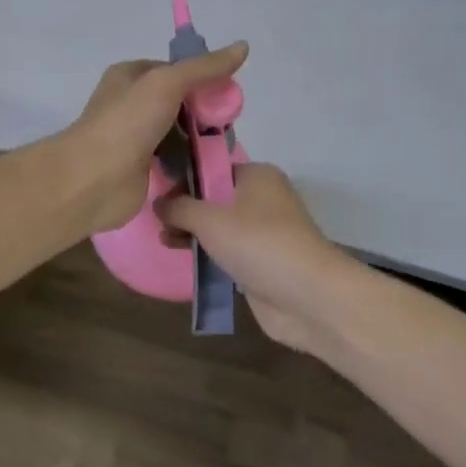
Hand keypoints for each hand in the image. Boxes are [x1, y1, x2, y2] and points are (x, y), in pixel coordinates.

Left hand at [61, 43, 248, 234]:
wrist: (94, 178)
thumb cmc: (127, 122)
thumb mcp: (167, 83)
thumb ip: (204, 67)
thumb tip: (243, 46)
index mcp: (129, 76)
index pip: (174, 69)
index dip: (201, 77)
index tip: (228, 92)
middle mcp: (129, 103)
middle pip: (177, 101)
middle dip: (202, 111)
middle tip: (229, 124)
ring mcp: (134, 137)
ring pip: (176, 131)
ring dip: (198, 138)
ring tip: (225, 146)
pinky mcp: (140, 168)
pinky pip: (172, 159)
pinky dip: (188, 162)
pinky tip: (209, 167)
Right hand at [158, 162, 353, 352]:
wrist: (309, 297)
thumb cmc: (258, 244)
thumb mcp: (210, 219)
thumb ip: (180, 208)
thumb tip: (158, 202)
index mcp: (257, 176)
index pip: (213, 168)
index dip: (184, 178)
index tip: (157, 192)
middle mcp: (263, 199)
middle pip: (215, 197)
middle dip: (186, 209)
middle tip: (156, 219)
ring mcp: (265, 233)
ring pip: (220, 226)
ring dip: (193, 232)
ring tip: (164, 240)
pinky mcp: (263, 263)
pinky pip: (228, 251)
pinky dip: (208, 253)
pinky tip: (183, 257)